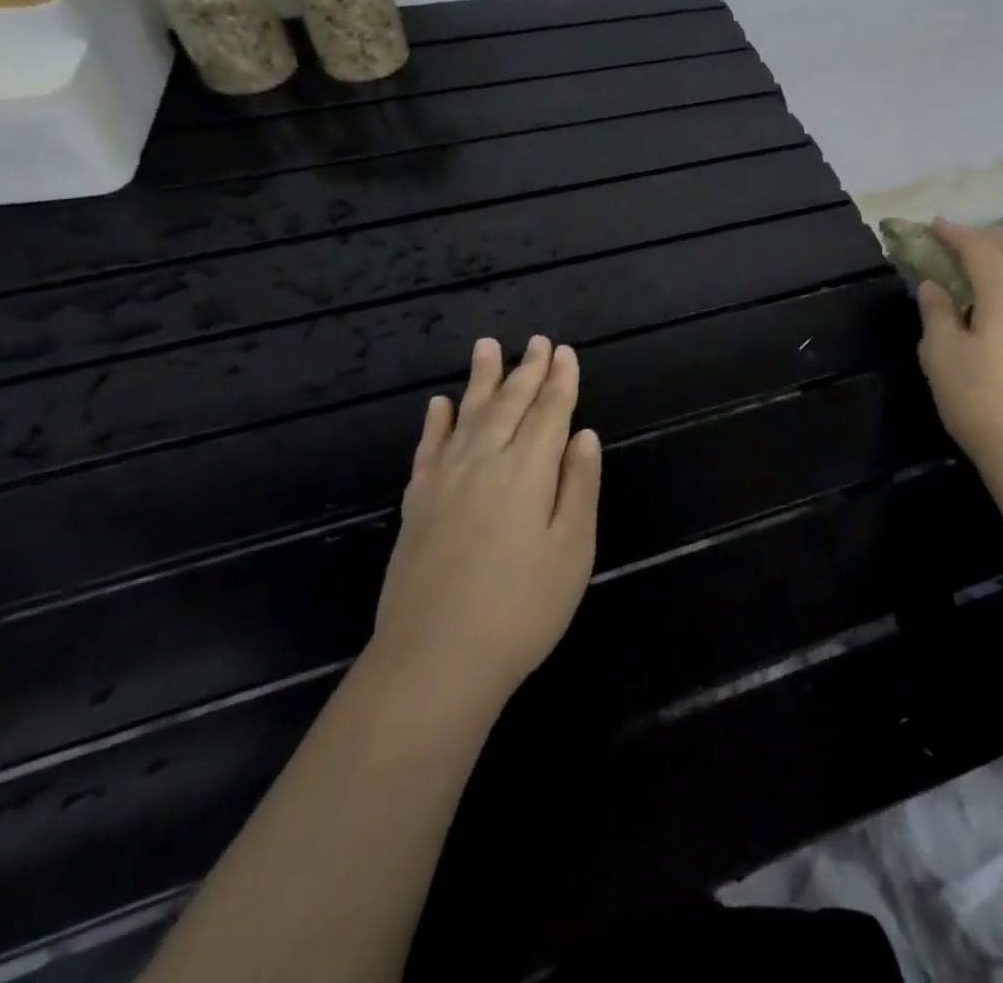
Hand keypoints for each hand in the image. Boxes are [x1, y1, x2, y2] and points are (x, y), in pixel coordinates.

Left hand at [370, 335, 602, 704]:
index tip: (566, 352)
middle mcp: (484, 461)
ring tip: (488, 346)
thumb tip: (584, 434)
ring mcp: (444, 480)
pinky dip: (436, 423)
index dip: (561, 380)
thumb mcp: (572, 550)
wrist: (435, 660)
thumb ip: (578, 486)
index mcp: (527, 470)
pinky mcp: (417, 504)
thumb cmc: (521, 609)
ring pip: (466, 415)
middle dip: (526, 370)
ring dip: (480, 380)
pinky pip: (428, 449)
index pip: (550, 412)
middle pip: (509, 404)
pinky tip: (438, 405)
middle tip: (537, 341)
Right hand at [914, 221, 1002, 496]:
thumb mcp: (941, 355)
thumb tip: (934, 286)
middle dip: (989, 239)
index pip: (980, 250)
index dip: (955, 234)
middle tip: (961, 241)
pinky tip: (997, 315)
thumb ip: (936, 313)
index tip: (933, 225)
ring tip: (976, 276)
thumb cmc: (981, 401)